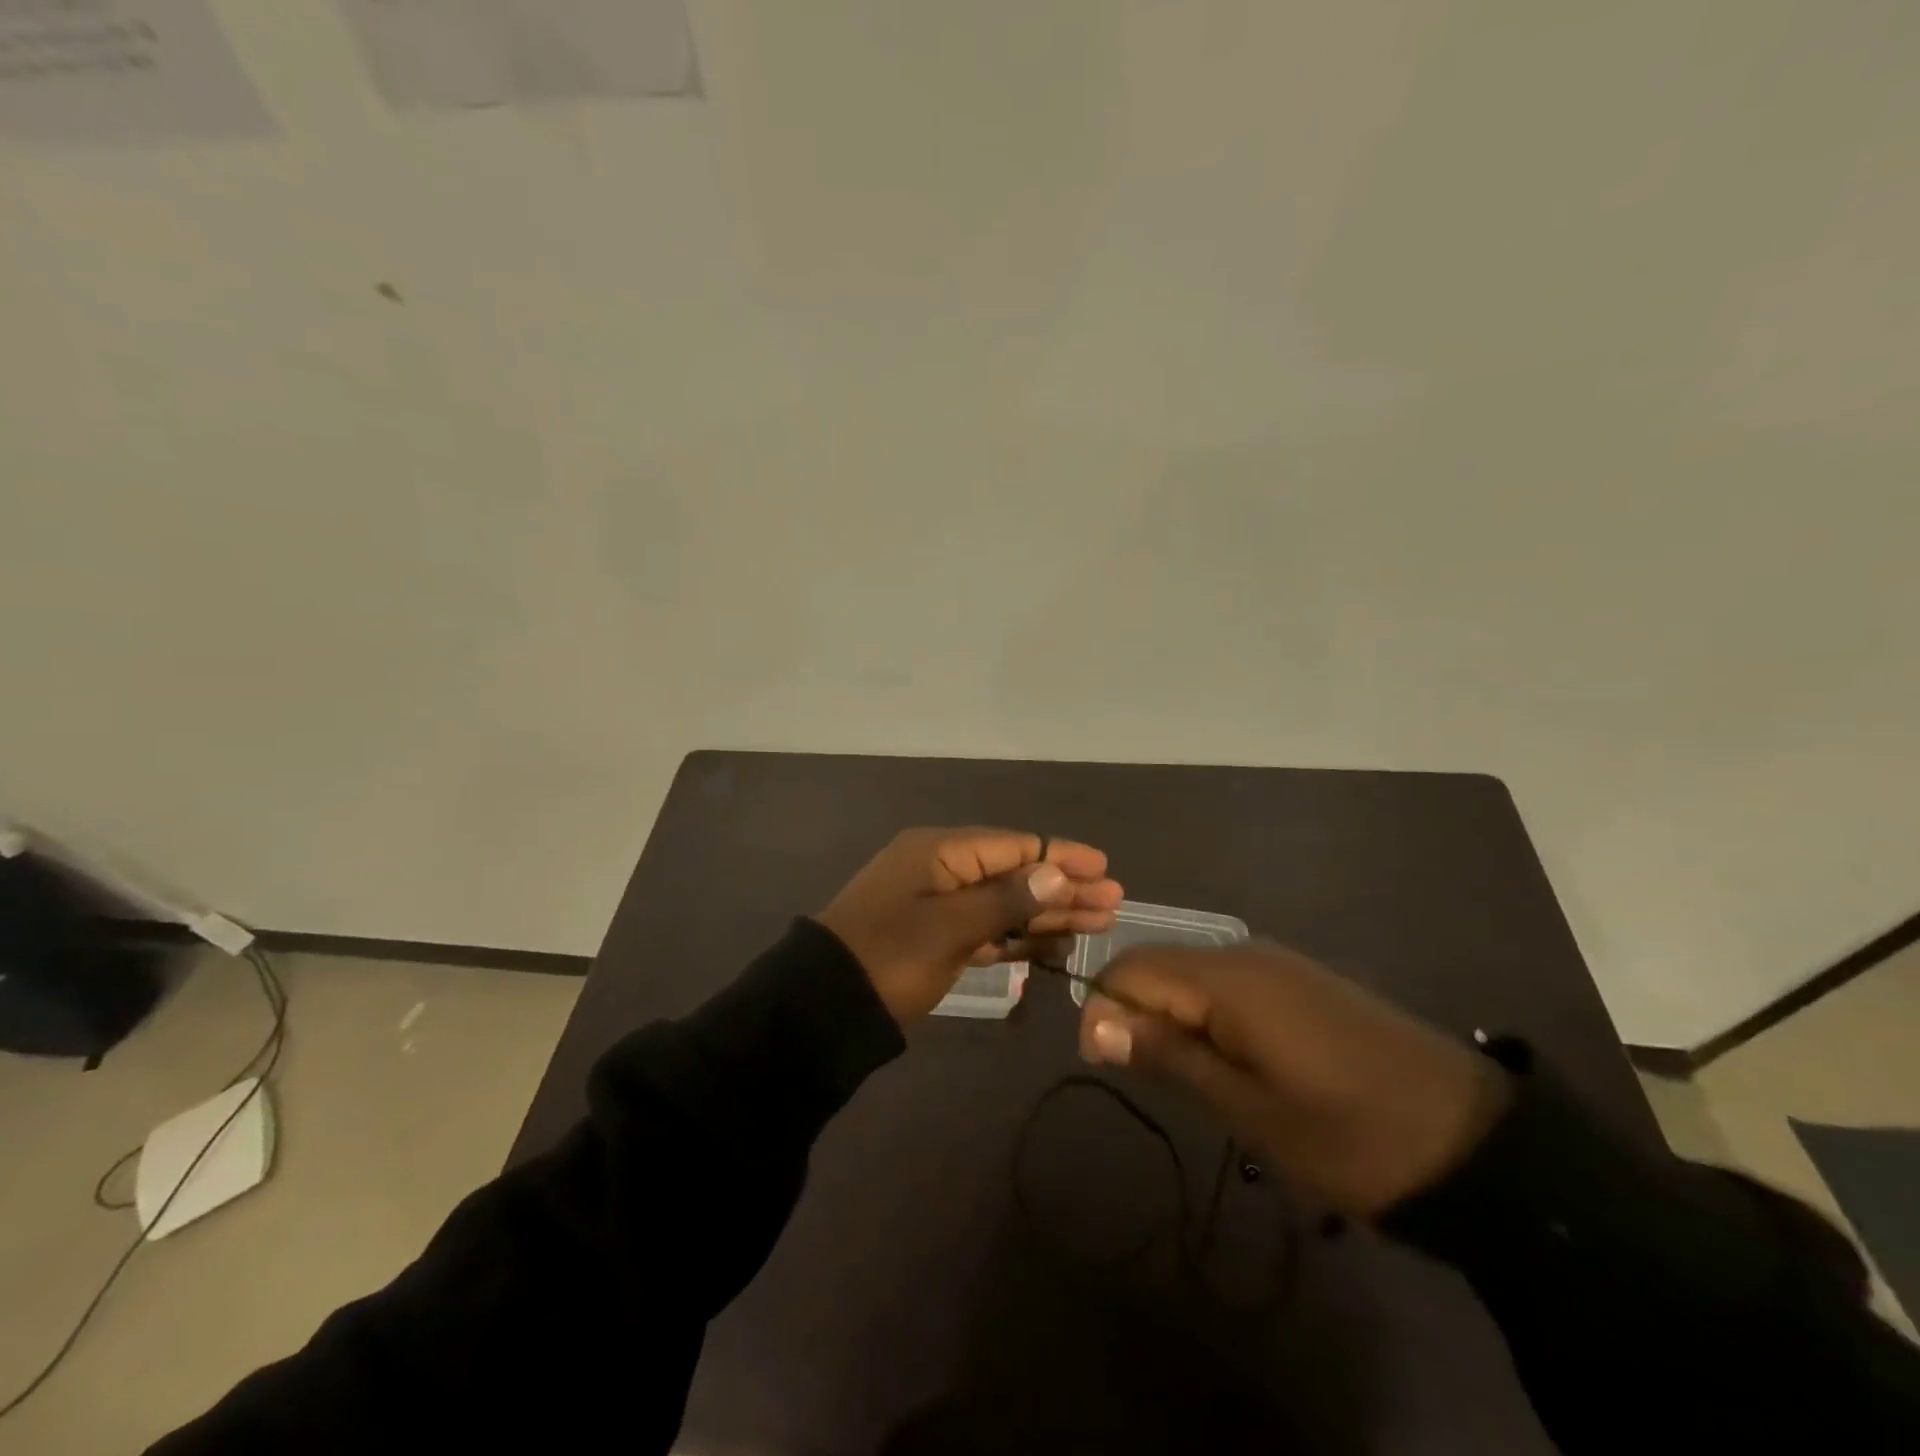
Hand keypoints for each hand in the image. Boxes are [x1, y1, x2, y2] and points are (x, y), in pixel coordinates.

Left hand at [818, 828, 1122, 1025]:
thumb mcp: (949, 927)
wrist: (824, 1008)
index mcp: (940, 851)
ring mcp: (939, 905)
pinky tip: (1055, 947)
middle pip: (1015, 874)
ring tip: (1097, 924)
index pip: (1014, 846)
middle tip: (1113, 904)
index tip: (1105, 869)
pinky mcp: (937, 938)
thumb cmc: (889, 957)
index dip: (1061, 857)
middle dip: (1063, 888)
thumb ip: (1006, 899)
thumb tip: (1056, 872)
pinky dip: (1018, 937)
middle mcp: (943, 869)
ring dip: (1048, 914)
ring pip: (1005, 904)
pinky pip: (987, 929)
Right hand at [1078, 944, 1512, 1216]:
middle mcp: (1246, 954)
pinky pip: (1230, 985)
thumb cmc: (1348, 1134)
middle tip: (1153, 1080)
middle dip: (1137, 1013)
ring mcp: (1279, 964)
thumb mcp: (1247, 1107)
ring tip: (1194, 1080)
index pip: (1130, 968)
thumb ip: (1167, 1054)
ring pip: (1193, 976)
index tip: (1109, 1064)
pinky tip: (1234, 1061)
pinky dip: (1210, 1016)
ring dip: (1174, 1018)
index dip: (1103, 1008)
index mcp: (1226, 979)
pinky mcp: (1303, 981)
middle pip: (1159, 966)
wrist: (1474, 1142)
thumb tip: (1094, 1021)